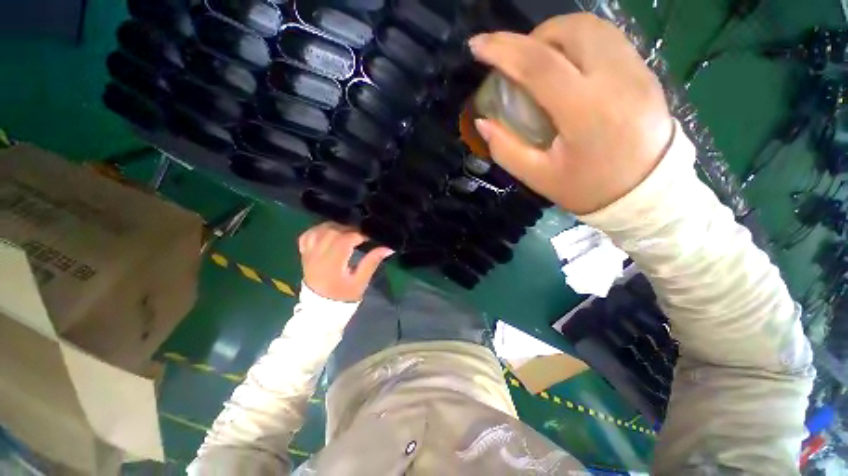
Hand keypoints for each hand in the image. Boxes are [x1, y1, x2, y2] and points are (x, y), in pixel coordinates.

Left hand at [298, 222, 393, 301]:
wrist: (321, 309)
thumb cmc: (343, 296)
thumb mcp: (361, 281)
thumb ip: (372, 261)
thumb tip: (388, 247)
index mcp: (332, 264)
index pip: (345, 240)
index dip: (359, 234)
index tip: (370, 235)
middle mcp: (317, 256)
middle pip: (332, 231)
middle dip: (350, 229)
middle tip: (362, 233)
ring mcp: (308, 254)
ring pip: (320, 230)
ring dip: (336, 227)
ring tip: (349, 231)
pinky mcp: (304, 254)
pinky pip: (308, 235)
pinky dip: (319, 229)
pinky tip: (330, 232)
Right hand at [469, 14, 674, 214]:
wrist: (648, 193)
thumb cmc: (588, 189)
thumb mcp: (539, 177)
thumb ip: (506, 149)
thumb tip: (482, 122)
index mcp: (586, 111)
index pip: (539, 65)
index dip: (503, 50)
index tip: (477, 46)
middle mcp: (616, 79)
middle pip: (570, 30)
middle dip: (533, 37)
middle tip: (516, 62)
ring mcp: (636, 71)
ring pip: (592, 27)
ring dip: (556, 35)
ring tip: (539, 61)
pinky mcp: (645, 71)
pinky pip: (607, 39)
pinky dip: (578, 41)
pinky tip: (567, 65)